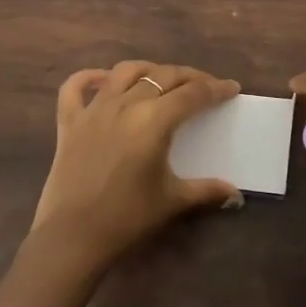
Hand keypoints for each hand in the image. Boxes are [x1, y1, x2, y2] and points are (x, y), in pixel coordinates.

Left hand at [29, 61, 243, 271]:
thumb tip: (236, 195)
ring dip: (149, 70)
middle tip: (205, 86)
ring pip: (125, 72)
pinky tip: (103, 79)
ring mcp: (94, 110)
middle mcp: (125, 104)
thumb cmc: (127, 217)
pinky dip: (89, 77)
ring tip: (162, 78)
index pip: (192, 94)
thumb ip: (206, 190)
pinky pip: (75, 87)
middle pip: (163, 76)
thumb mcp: (172, 200)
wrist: (73, 236)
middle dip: (189, 77)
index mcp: (154, 120)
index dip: (215, 89)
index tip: (231, 88)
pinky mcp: (69, 121)